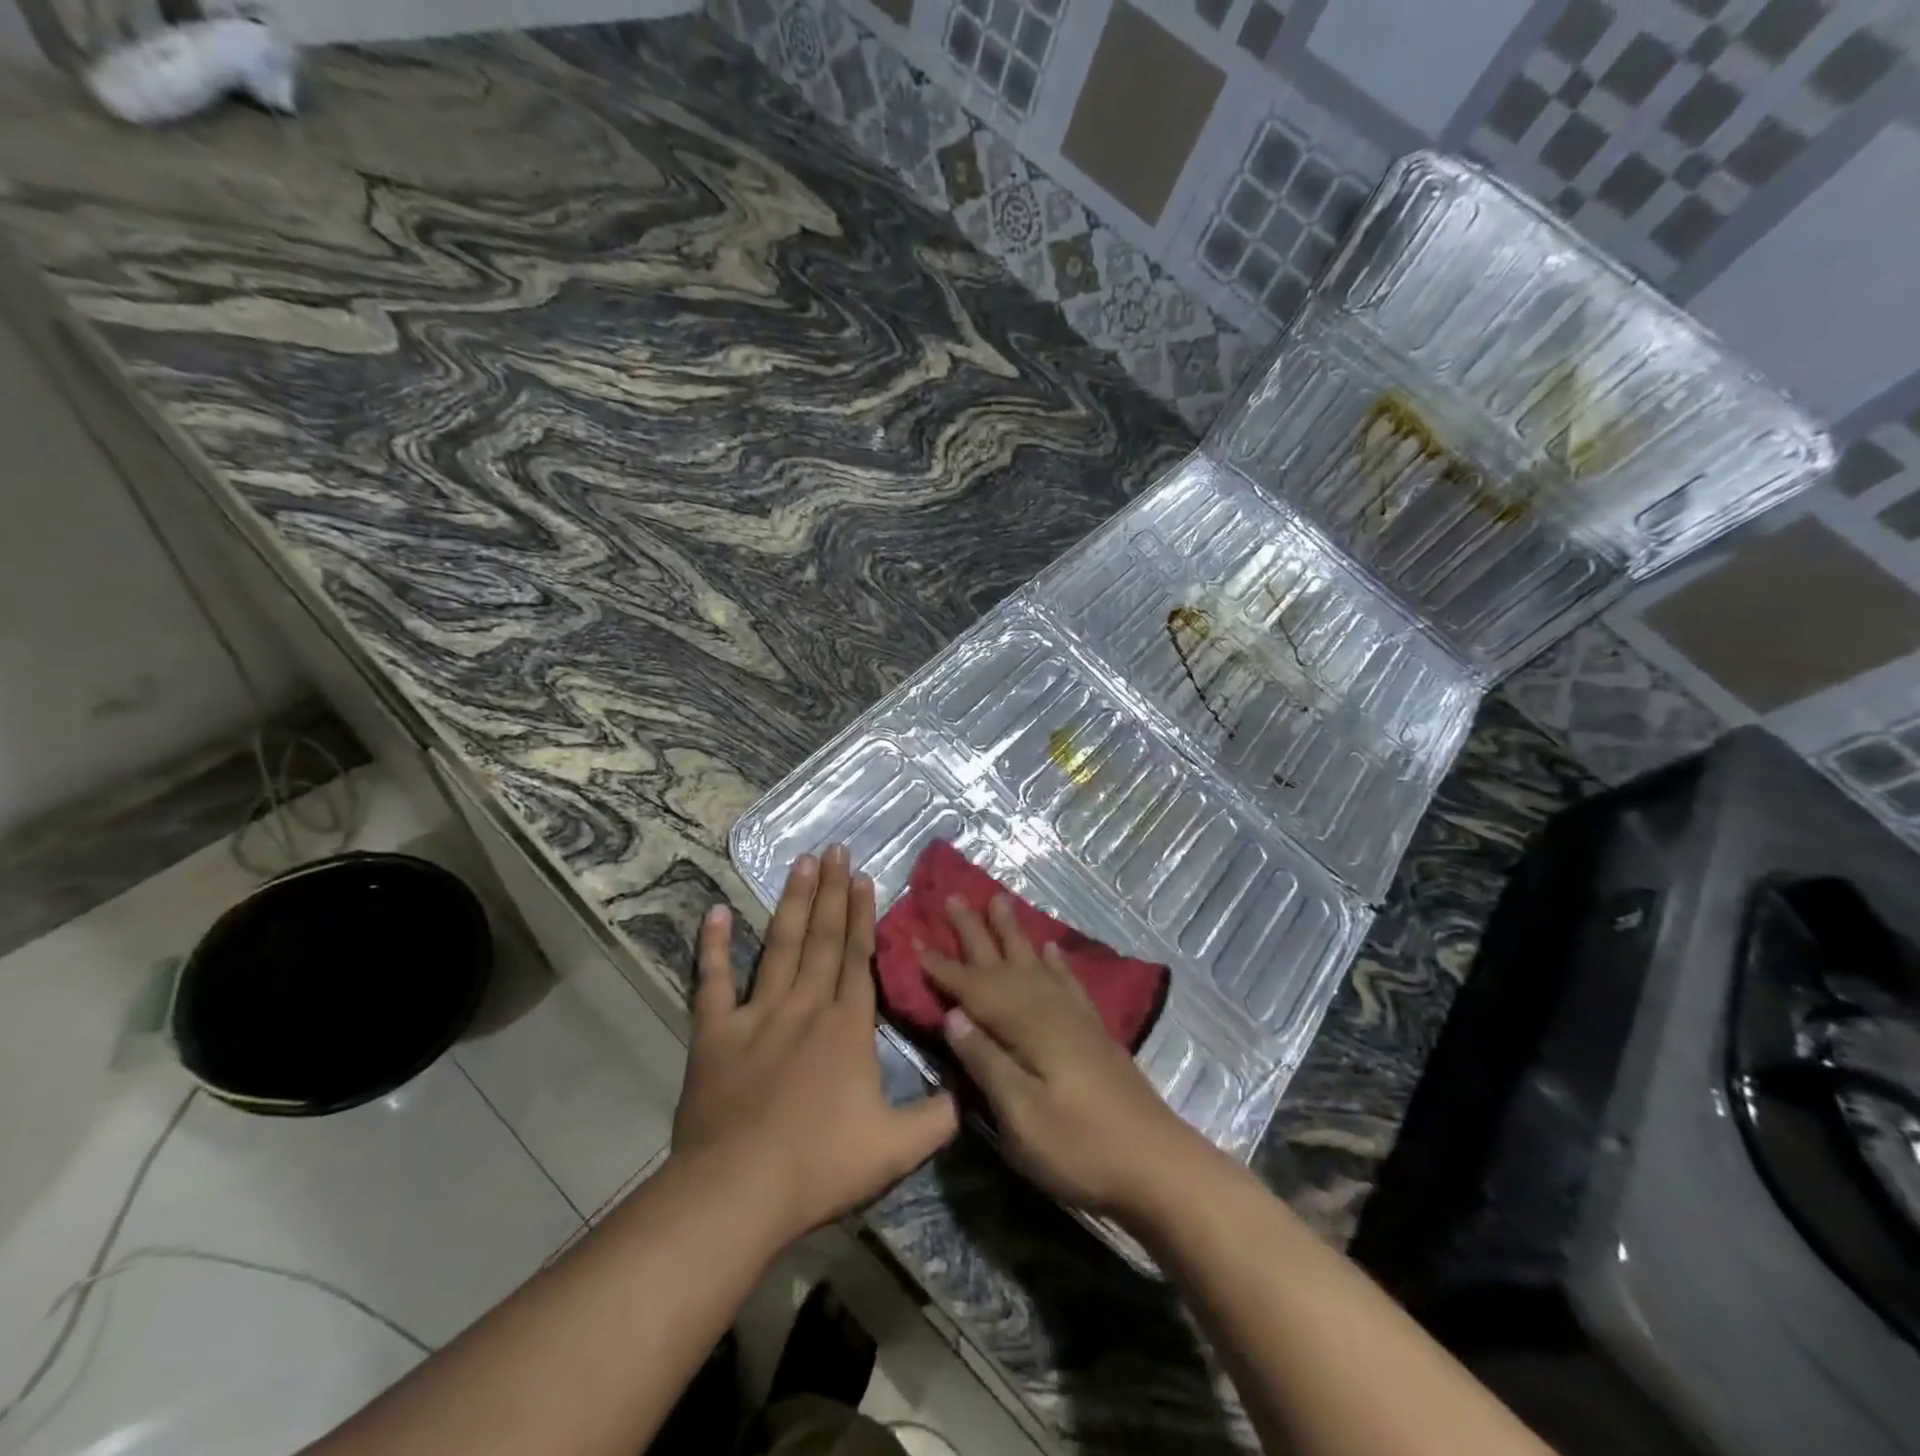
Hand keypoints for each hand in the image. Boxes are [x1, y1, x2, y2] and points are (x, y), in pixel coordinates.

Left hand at [674, 846, 957, 1244]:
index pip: (858, 957)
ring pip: (778, 945)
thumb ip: (938, 1118)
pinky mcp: (714, 1034)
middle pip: (822, 938)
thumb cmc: (820, 1166)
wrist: (739, 1191)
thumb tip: (970, 1095)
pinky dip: (712, 946)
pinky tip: (715, 912)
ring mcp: (757, 1015)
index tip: (863, 877)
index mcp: (847, 1026)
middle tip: (835, 848)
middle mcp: (805, 1006)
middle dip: (831, 891)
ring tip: (802, 863)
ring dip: (791, 902)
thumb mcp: (897, 1148)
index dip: (861, 915)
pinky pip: (712, 981)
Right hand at [919, 895, 1201, 1220]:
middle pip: (1004, 963)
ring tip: (1000, 901)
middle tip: (955, 896)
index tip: (915, 938)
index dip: (943, 967)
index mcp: (1027, 1027)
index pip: (974, 989)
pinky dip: (1056, 962)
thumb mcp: (1022, 1117)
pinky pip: (1068, 982)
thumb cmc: (1080, 1148)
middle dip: (976, 931)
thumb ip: (987, 1062)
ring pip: (1035, 963)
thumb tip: (953, 1014)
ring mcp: (1076, 1018)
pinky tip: (1050, 948)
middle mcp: (1050, 1009)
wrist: (1157, 1165)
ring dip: (1014, 933)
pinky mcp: (1094, 1031)